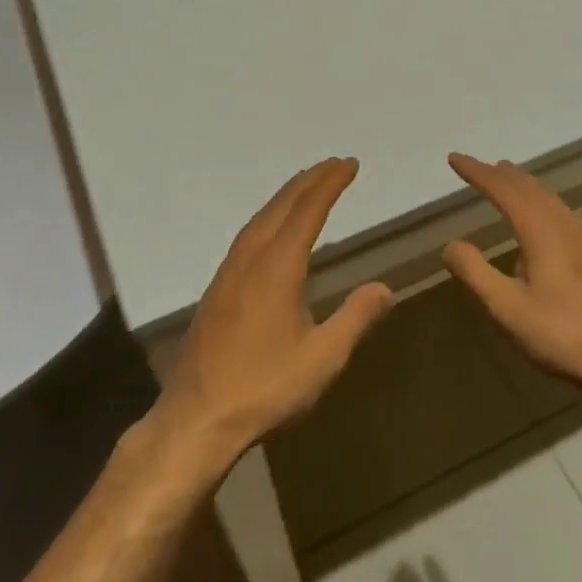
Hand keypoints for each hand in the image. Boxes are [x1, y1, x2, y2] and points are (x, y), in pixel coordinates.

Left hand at [153, 158, 393, 466]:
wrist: (196, 418)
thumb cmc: (265, 387)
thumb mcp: (323, 357)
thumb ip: (355, 318)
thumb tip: (385, 288)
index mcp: (277, 267)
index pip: (308, 211)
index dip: (330, 184)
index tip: (349, 164)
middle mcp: (250, 259)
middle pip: (281, 207)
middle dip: (309, 181)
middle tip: (333, 164)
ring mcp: (228, 273)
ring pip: (260, 219)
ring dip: (286, 197)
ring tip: (307, 185)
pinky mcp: (217, 290)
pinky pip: (247, 236)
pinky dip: (268, 217)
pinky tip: (272, 231)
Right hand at [442, 153, 581, 395]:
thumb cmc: (561, 333)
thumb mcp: (506, 307)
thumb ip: (475, 272)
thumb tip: (451, 245)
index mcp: (540, 230)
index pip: (503, 190)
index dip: (477, 172)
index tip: (454, 159)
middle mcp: (563, 224)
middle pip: (528, 187)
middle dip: (499, 175)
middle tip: (477, 166)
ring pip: (547, 197)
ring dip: (522, 185)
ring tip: (505, 179)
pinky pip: (558, 211)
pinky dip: (539, 201)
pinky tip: (540, 218)